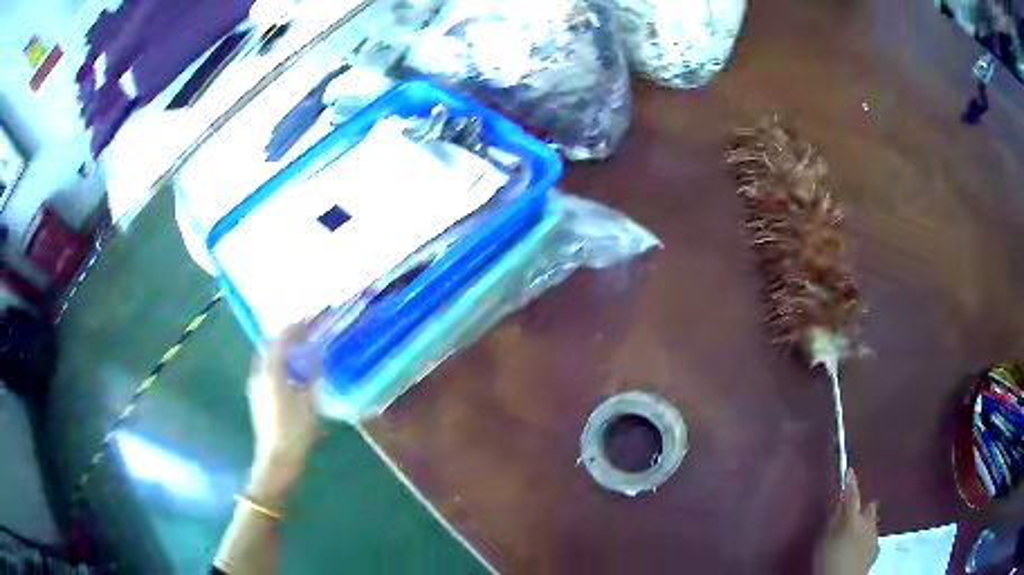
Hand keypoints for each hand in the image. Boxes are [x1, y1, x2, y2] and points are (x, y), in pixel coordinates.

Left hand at [246, 323, 320, 504]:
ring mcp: (256, 386)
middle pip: (270, 345)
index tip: (310, 317)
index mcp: (271, 373)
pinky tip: (291, 371)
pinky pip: (267, 368)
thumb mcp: (309, 402)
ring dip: (282, 348)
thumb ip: (310, 372)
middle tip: (305, 330)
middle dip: (287, 334)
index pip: (281, 339)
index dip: (295, 326)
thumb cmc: (295, 431)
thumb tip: (315, 349)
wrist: (276, 459)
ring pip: (267, 357)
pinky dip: (279, 361)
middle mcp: (259, 374)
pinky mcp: (257, 396)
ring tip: (300, 347)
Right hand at [816, 469, 879, 574]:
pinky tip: (858, 544)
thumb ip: (833, 521)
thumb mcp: (824, 541)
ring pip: (872, 521)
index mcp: (853, 518)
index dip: (850, 482)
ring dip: (865, 522)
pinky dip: (866, 535)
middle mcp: (868, 522)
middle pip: (870, 507)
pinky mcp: (875, 548)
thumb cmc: (830, 560)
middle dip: (864, 506)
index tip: (849, 470)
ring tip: (855, 531)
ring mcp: (873, 535)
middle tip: (854, 511)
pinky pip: (871, 535)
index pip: (852, 495)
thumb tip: (838, 506)